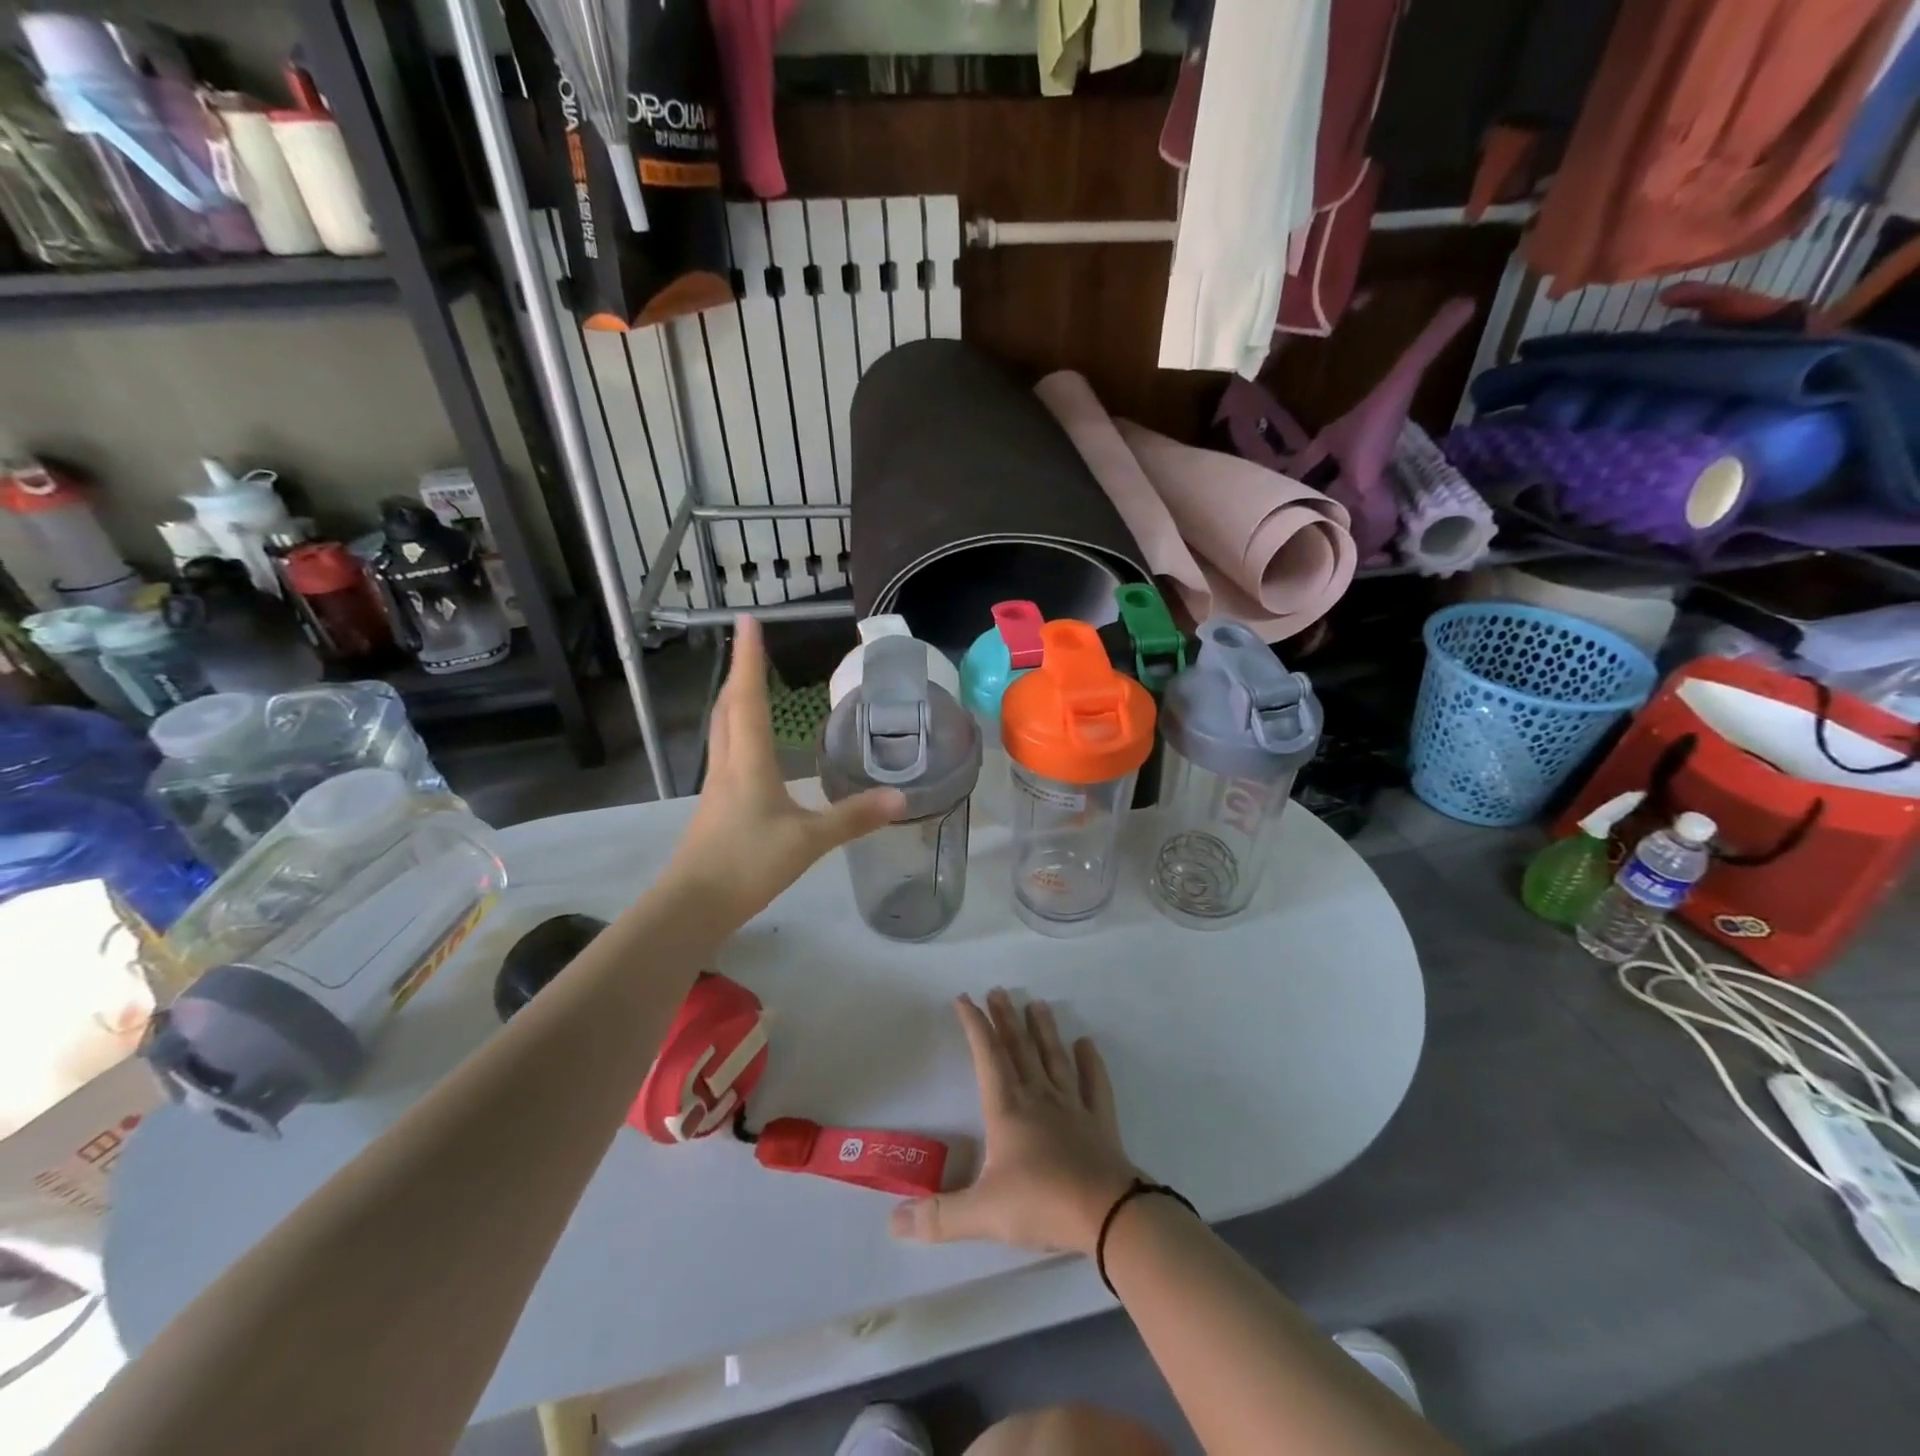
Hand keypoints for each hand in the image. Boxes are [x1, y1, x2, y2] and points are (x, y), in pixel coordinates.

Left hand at [667, 616, 904, 923]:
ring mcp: (717, 787)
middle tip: (751, 648)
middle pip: (727, 708)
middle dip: (739, 674)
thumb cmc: (748, 863)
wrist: (693, 906)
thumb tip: (901, 797)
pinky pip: (725, 755)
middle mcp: (727, 765)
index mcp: (748, 761)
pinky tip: (750, 750)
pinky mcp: (714, 809)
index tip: (746, 621)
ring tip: (749, 687)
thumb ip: (854, 818)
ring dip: (734, 702)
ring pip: (722, 731)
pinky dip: (736, 734)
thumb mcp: (809, 840)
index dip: (748, 658)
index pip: (748, 697)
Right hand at [891, 990, 1139, 1256]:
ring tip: (1037, 1005)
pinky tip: (1087, 1044)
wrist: (1107, 1214)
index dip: (974, 1026)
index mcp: (1007, 1110)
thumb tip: (893, 1222)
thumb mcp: (982, 1215)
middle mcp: (1038, 1098)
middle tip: (998, 991)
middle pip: (1019, 1049)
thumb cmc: (1041, 1204)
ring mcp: (1072, 1107)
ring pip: (1054, 1058)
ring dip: (1044, 1031)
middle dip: (1005, 1019)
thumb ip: (938, 1217)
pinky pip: (1094, 1084)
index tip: (964, 999)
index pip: (987, 1057)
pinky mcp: (1099, 1122)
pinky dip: (1090, 1062)